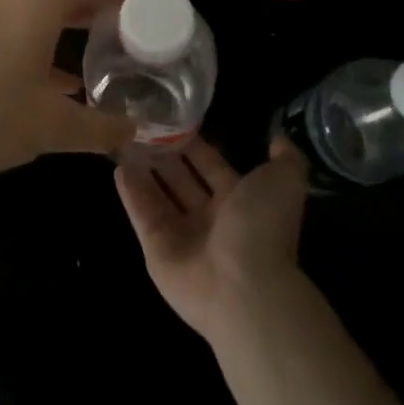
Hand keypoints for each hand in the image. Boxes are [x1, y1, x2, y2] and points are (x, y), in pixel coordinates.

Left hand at [0, 0, 150, 184]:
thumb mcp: (48, 127)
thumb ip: (99, 128)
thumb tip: (134, 132)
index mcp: (39, 3)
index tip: (167, 1)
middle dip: (117, 3)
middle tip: (151, 30)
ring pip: (53, 6)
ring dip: (86, 23)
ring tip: (118, 51)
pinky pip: (30, 24)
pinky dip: (58, 39)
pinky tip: (71, 78)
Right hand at [116, 135, 310, 342]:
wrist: (243, 286)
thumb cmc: (262, 227)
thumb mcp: (285, 181)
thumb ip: (286, 158)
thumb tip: (278, 138)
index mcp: (240, 202)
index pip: (212, 166)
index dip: (196, 145)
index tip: (175, 118)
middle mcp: (210, 219)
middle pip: (182, 180)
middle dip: (165, 154)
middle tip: (143, 124)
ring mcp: (182, 236)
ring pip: (159, 195)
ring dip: (144, 169)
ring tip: (124, 139)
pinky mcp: (156, 249)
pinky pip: (141, 214)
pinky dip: (130, 192)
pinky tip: (117, 166)